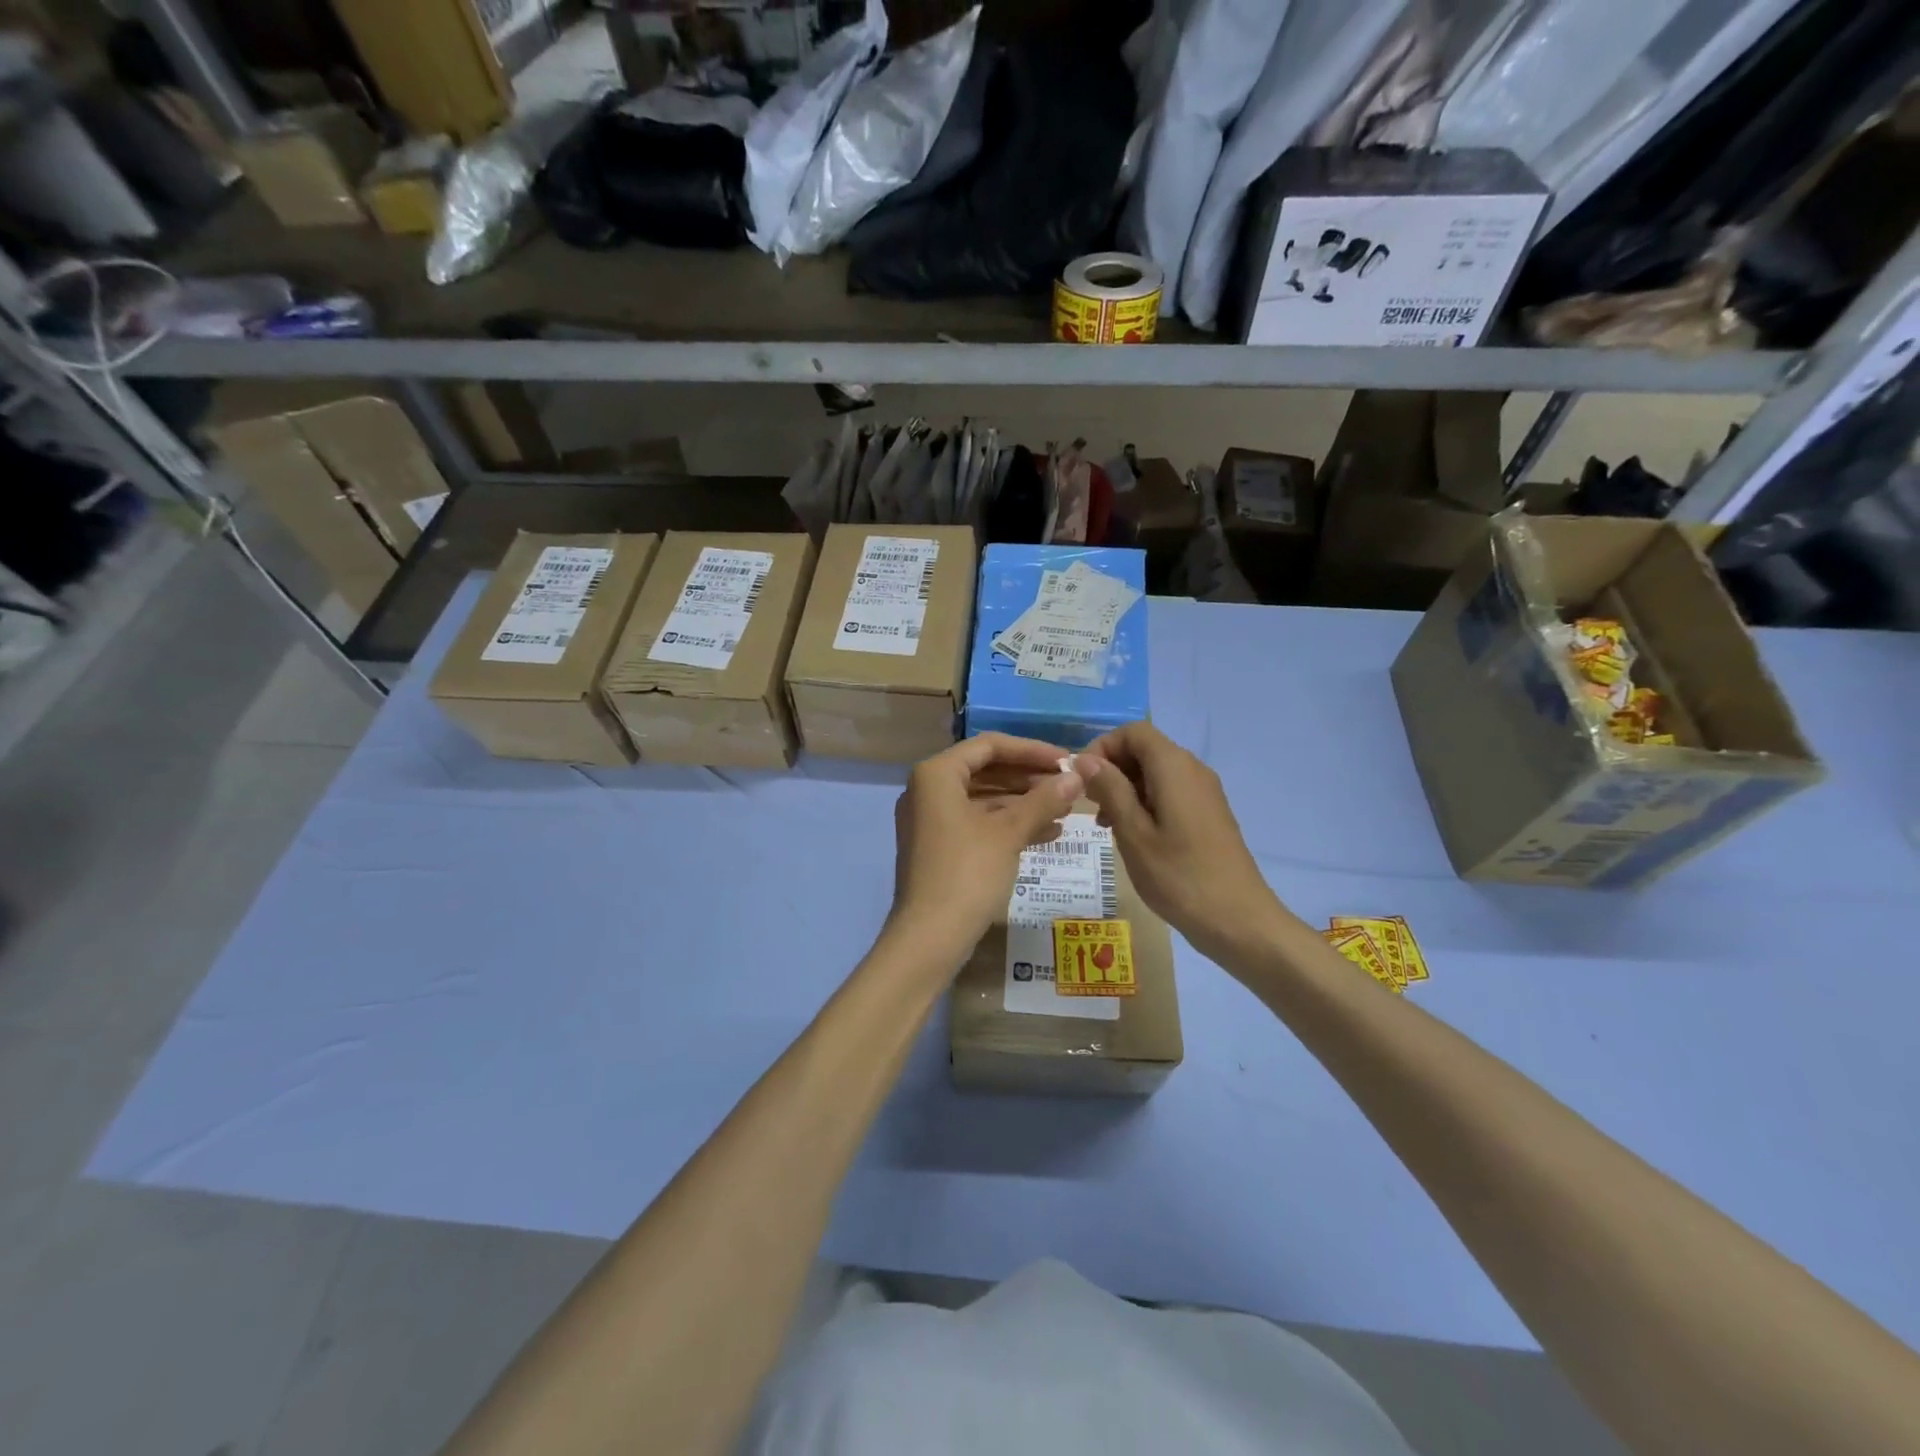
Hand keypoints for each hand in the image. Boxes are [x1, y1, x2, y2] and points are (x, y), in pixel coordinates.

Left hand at [889, 733, 1082, 968]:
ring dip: (1024, 804)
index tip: (1066, 760)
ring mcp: (931, 821)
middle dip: (1029, 779)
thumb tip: (1077, 776)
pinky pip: (978, 824)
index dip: (1031, 750)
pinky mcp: (939, 847)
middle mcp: (928, 790)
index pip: (989, 746)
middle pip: (986, 771)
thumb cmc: (967, 873)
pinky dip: (1009, 826)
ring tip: (1065, 811)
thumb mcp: (1009, 833)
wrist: (929, 937)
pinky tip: (1048, 834)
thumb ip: (1043, 800)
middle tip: (1069, 786)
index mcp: (936, 775)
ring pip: (984, 800)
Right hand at [1076, 722, 1295, 968]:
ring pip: (1155, 772)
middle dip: (1112, 769)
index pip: (1133, 732)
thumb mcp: (1133, 832)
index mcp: (1174, 767)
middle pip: (1145, 749)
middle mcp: (1192, 769)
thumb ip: (1109, 789)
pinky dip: (1144, 803)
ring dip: (1125, 788)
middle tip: (1090, 806)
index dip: (1102, 747)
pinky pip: (1169, 792)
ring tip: (1106, 826)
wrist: (1237, 920)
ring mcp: (1203, 792)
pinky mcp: (1207, 813)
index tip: (1081, 780)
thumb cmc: (1178, 876)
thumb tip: (1085, 759)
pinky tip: (1132, 835)